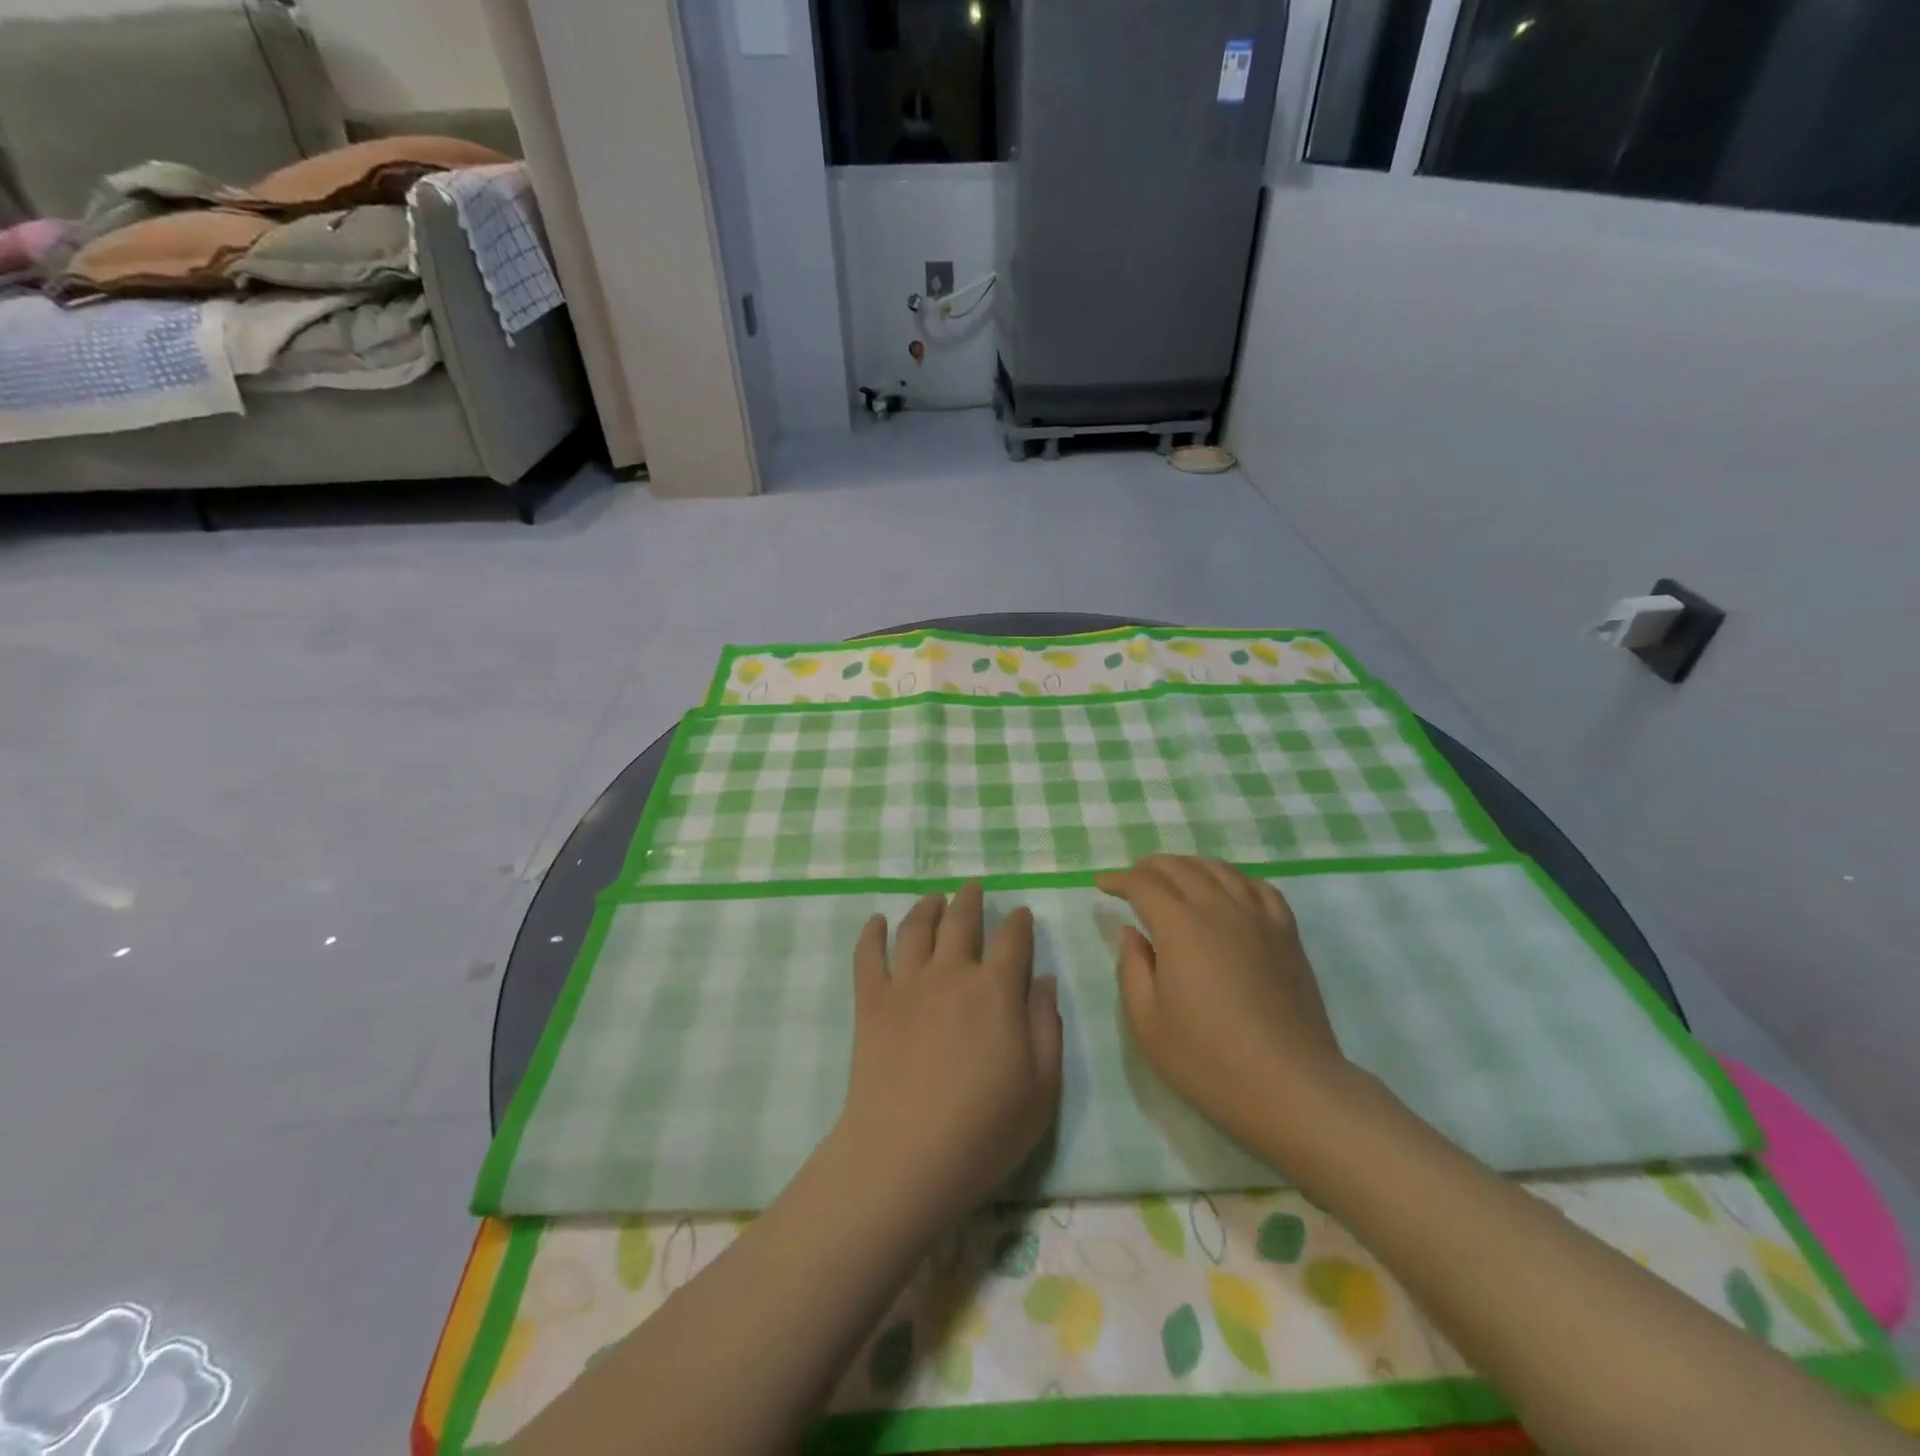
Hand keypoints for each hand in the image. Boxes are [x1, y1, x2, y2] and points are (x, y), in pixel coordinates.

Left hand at [837, 883, 1062, 1224]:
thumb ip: (1047, 1026)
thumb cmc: (985, 1129)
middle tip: (973, 887)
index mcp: (997, 990)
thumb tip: (1044, 979)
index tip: (1021, 914)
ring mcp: (907, 984)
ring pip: (916, 928)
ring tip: (933, 899)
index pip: (1013, 939)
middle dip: (970, 900)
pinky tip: (876, 921)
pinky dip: (871, 933)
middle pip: (961, 920)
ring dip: (927, 907)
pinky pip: (868, 955)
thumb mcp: (1042, 1086)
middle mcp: (952, 973)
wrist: (907, 1155)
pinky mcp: (871, 1002)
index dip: (1019, 923)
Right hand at [1096, 856, 1352, 1160]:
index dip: (1118, 880)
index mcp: (1180, 925)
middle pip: (1180, 868)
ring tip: (1175, 878)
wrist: (1290, 1086)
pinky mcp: (1287, 935)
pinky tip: (1229, 891)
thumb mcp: (1147, 1021)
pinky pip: (1259, 888)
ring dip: (1190, 866)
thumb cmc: (1208, 1059)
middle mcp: (1219, 908)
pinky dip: (1235, 879)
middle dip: (1150, 868)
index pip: (1143, 884)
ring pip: (1220, 870)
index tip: (1102, 886)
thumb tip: (1131, 932)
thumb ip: (1132, 968)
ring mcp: (1259, 918)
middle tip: (1132, 880)